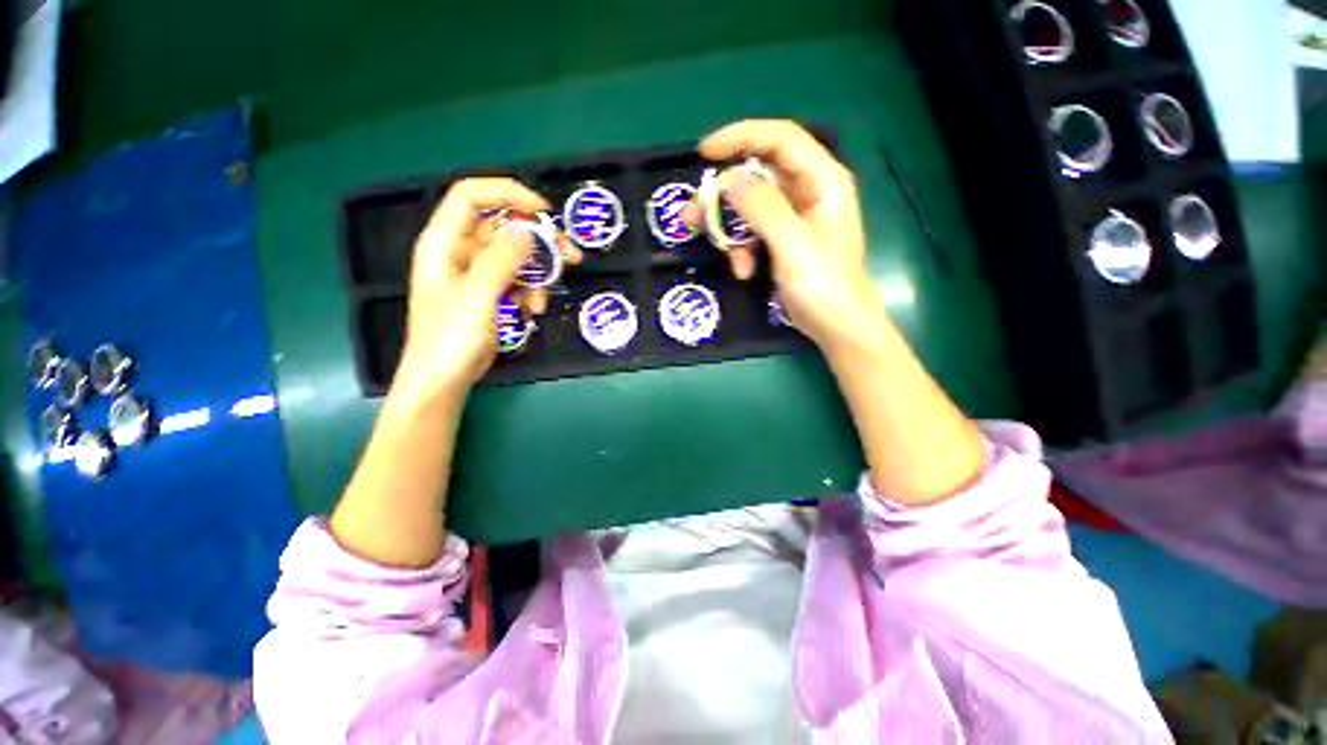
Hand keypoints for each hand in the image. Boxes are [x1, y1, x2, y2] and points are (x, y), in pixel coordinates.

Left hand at [394, 178, 579, 403]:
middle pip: (503, 227)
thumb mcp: (478, 296)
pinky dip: (530, 292)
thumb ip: (503, 259)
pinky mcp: (490, 292)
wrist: (444, 379)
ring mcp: (476, 273)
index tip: (544, 213)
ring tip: (542, 301)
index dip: (509, 194)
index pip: (473, 196)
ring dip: (537, 275)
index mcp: (445, 242)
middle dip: (538, 241)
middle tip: (570, 256)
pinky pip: (517, 280)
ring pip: (516, 256)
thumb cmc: (451, 338)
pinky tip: (532, 310)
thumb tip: (529, 232)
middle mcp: (460, 251)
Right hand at [687, 120, 884, 360]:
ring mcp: (793, 218)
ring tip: (727, 256)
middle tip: (693, 217)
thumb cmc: (824, 285)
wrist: (836, 326)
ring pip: (749, 207)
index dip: (741, 137)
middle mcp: (808, 191)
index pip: (780, 139)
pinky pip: (752, 233)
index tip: (705, 153)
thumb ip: (763, 208)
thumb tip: (729, 180)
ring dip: (731, 231)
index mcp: (822, 180)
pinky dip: (742, 250)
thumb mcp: (793, 245)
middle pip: (757, 176)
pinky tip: (744, 271)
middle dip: (724, 197)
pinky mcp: (782, 240)